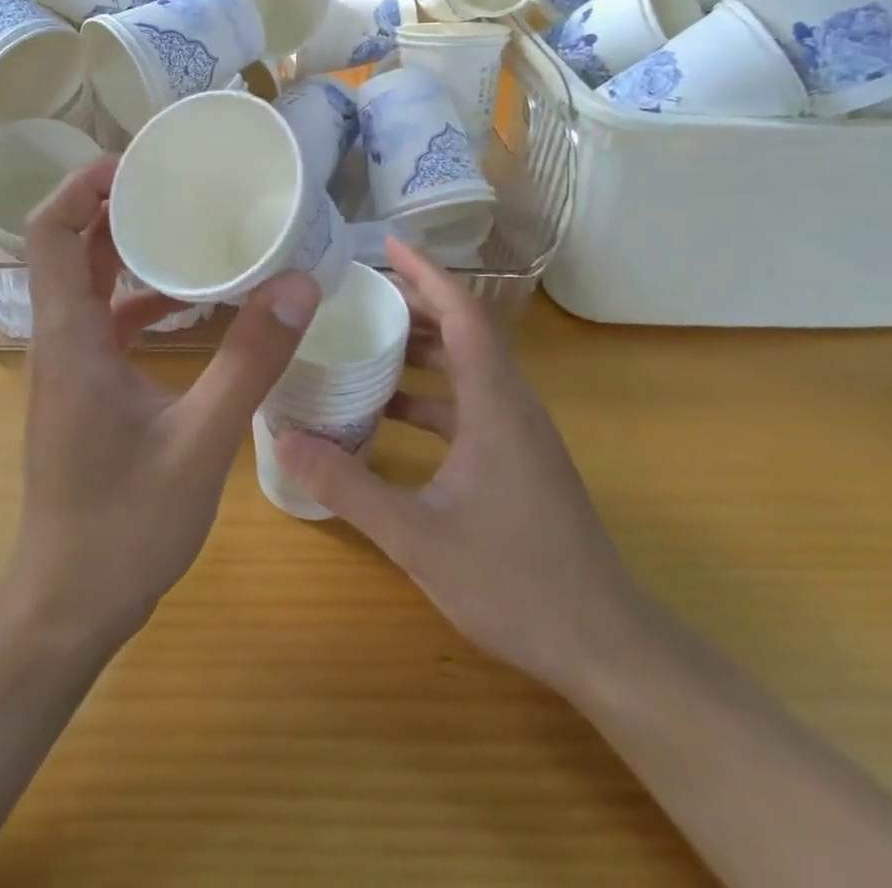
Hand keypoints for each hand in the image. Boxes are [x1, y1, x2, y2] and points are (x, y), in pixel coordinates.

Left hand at [8, 157, 319, 653]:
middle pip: (68, 247)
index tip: (139, 162)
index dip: (83, 186)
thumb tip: (297, 285)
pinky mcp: (84, 389)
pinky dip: (140, 298)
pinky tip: (190, 305)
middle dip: (115, 205)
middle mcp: (59, 340)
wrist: (67, 605)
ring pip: (87, 283)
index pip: (51, 233)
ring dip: (128, 249)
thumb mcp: (201, 443)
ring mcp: (69, 366)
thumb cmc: (123, 527)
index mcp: (71, 339)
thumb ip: (249, 363)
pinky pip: (105, 321)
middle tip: (177, 181)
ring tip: (188, 224)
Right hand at [276, 237, 641, 693]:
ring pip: (468, 368)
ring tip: (368, 341)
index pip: (463, 314)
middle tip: (361, 289)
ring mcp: (519, 434)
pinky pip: (470, 404)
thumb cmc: (517, 582)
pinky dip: (431, 395)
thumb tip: (285, 438)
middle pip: (465, 331)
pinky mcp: (518, 459)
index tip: (388, 244)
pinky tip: (390, 415)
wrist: (606, 646)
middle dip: (416, 303)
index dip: (427, 273)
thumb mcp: (418, 536)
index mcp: (495, 404)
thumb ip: (349, 487)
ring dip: (422, 349)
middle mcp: (512, 405)